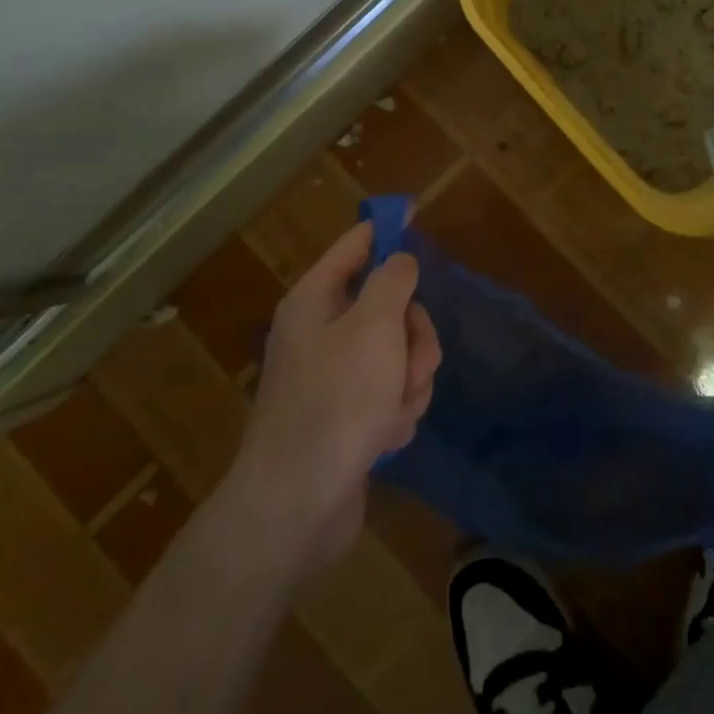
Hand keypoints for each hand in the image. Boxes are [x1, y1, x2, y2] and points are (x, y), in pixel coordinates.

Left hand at [225, 221, 440, 575]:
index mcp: (315, 301)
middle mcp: (322, 333)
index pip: (355, 245)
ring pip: (398, 354)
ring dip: (409, 381)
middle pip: (390, 307)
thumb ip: (393, 282)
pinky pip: (390, 394)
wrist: (299, 503)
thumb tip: (400, 259)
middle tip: (412, 361)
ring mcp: (335, 378)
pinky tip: (383, 437)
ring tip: (393, 410)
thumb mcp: (374, 326)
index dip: (386, 228)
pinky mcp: (348, 417)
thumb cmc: (336, 400)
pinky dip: (395, 412)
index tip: (414, 211)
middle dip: (413, 336)